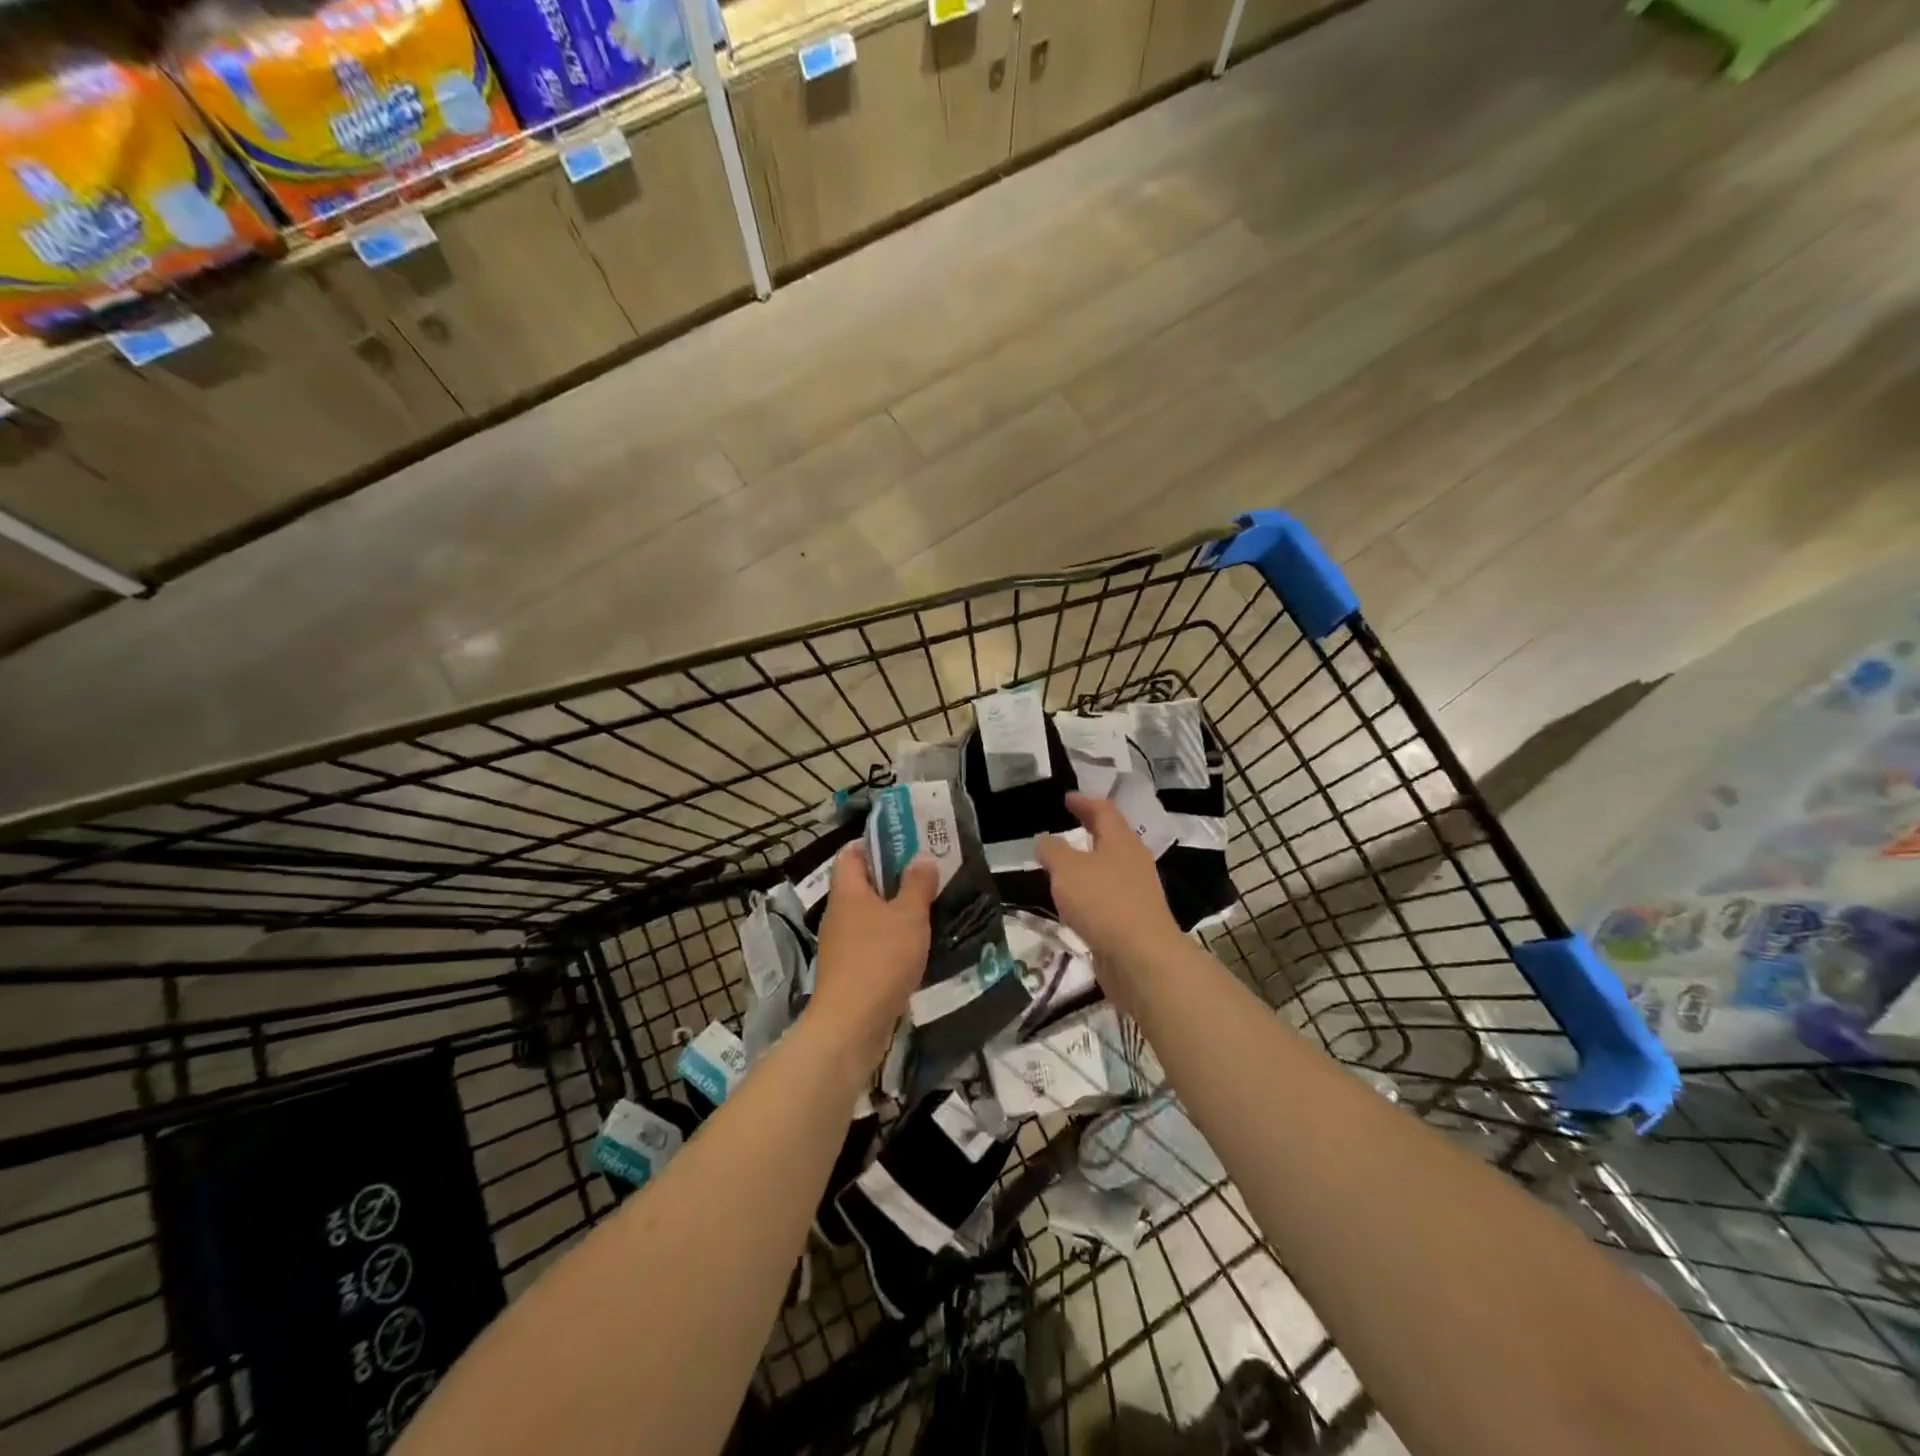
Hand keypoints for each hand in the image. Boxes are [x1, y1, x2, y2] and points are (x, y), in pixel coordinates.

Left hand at [811, 844, 937, 1064]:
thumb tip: (922, 857)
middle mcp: (839, 913)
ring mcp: (841, 944)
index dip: (875, 843)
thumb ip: (917, 885)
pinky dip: (892, 940)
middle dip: (893, 878)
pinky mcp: (849, 971)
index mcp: (847, 891)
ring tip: (929, 907)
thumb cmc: (879, 959)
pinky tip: (917, 946)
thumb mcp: (908, 916)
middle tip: (928, 873)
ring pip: (870, 916)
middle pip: (863, 884)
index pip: (852, 853)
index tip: (906, 842)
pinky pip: (872, 943)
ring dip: (895, 911)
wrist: (851, 1024)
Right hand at [1037, 792, 1182, 1000]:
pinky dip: (1090, 892)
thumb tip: (1045, 840)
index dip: (1084, 802)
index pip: (1104, 811)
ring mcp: (1137, 892)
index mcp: (1121, 841)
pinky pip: (1108, 896)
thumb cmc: (1104, 903)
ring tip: (1064, 865)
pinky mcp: (1133, 920)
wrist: (1142, 959)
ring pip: (1110, 868)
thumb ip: (1053, 851)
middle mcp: (1133, 861)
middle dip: (1089, 830)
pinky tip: (1075, 903)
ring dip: (1089, 863)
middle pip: (1112, 837)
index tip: (1067, 798)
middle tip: (1066, 825)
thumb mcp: (1067, 870)